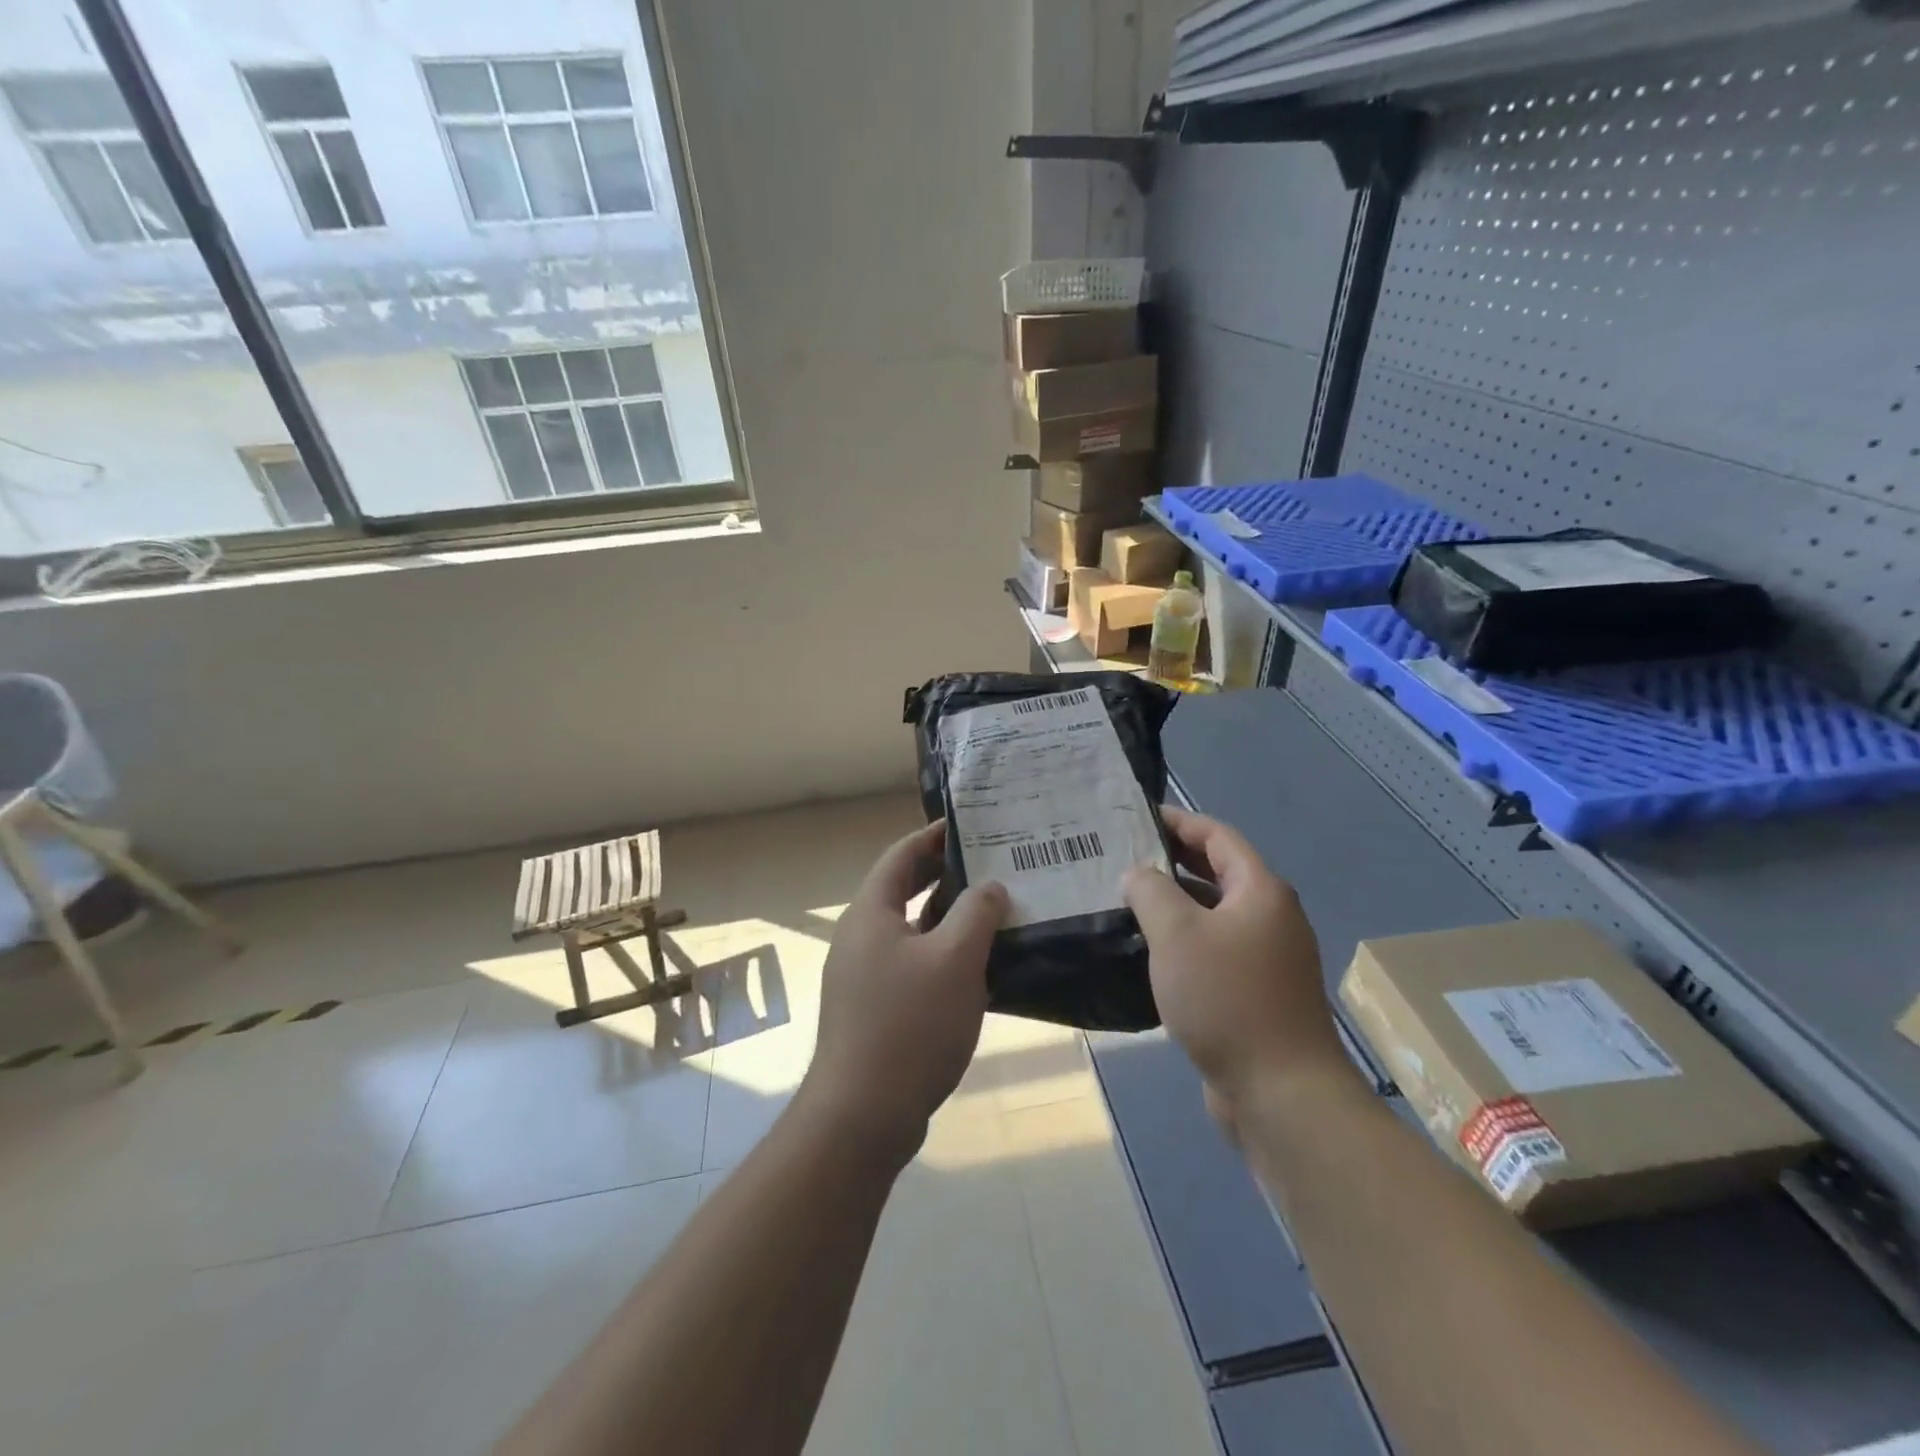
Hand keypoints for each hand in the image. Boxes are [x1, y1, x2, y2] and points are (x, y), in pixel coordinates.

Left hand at [799, 821, 1007, 1161]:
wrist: (863, 1114)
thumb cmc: (910, 1024)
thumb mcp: (955, 959)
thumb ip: (976, 913)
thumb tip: (990, 887)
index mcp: (871, 913)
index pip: (902, 855)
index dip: (934, 836)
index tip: (972, 827)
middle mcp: (861, 937)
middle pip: (903, 890)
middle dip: (945, 875)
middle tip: (991, 866)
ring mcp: (863, 975)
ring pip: (910, 930)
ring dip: (948, 918)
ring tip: (993, 913)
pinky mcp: (873, 1009)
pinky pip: (911, 964)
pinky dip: (941, 955)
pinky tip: (976, 969)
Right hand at [1123, 807, 1347, 1108]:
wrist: (1281, 1093)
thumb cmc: (1228, 999)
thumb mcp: (1177, 934)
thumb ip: (1150, 892)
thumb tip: (1138, 875)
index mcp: (1260, 891)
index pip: (1217, 836)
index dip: (1178, 821)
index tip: (1135, 817)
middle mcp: (1270, 917)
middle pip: (1218, 872)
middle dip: (1171, 861)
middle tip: (1121, 857)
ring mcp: (1266, 958)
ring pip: (1213, 914)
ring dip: (1174, 904)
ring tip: (1124, 900)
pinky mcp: (1256, 993)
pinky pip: (1214, 950)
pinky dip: (1183, 941)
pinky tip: (1147, 952)